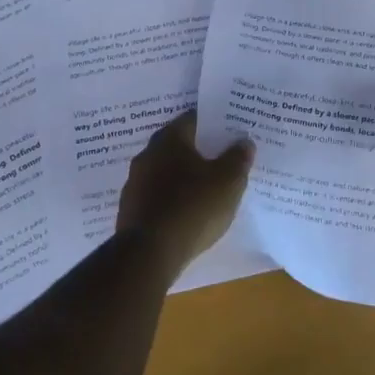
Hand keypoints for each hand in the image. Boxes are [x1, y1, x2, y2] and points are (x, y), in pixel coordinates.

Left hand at [116, 110, 254, 272]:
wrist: (148, 255)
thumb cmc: (192, 208)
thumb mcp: (228, 182)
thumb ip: (238, 159)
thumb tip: (244, 142)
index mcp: (170, 139)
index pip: (193, 120)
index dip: (213, 124)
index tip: (229, 132)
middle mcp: (147, 155)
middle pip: (178, 146)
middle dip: (198, 151)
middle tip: (221, 159)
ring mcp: (134, 184)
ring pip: (165, 172)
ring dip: (183, 178)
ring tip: (206, 189)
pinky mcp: (130, 211)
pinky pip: (157, 197)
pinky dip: (171, 200)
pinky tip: (186, 213)